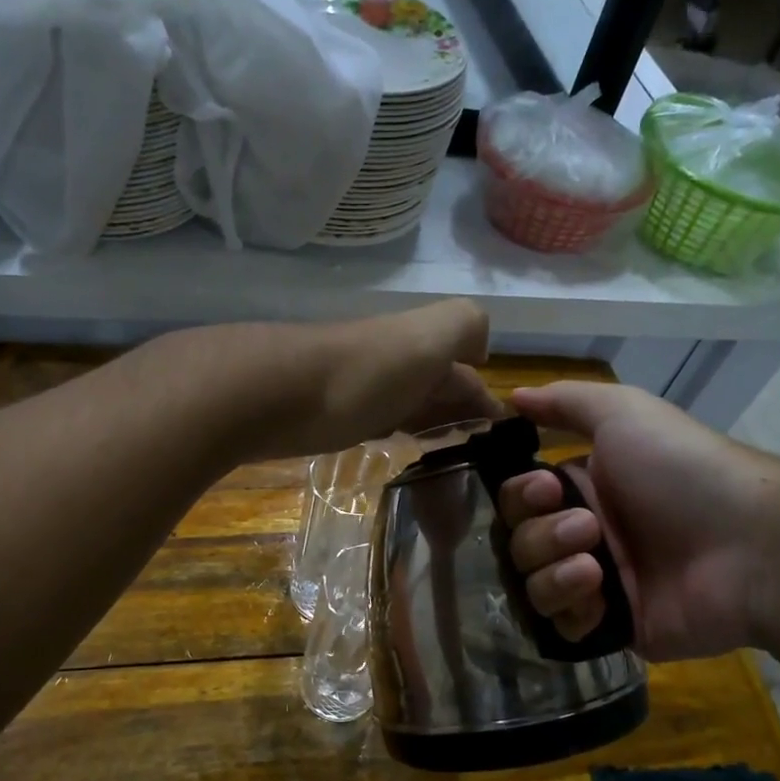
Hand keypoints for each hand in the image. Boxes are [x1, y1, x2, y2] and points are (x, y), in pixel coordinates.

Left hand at [229, 299, 502, 458]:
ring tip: (449, 453)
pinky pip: (376, 421)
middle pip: (435, 386)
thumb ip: (465, 327)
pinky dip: (395, 430)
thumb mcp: (431, 335)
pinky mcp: (333, 416)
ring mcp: (362, 389)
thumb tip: (480, 351)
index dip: (485, 399)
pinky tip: (396, 445)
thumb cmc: (365, 372)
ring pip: (407, 403)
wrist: (278, 393)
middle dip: (460, 411)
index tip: (501, 437)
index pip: (466, 371)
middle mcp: (395, 362)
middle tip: (478, 451)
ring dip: (430, 422)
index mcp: (422, 343)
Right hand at [498, 381, 779, 660]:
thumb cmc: (681, 470)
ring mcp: (596, 585)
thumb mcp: (624, 413)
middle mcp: (584, 535)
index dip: (521, 496)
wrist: (750, 544)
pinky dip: (571, 609)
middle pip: (518, 542)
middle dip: (542, 535)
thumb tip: (512, 395)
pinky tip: (600, 597)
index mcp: (584, 489)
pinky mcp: (611, 629)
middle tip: (589, 528)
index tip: (546, 489)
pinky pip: (560, 626)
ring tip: (597, 568)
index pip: (519, 499)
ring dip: (553, 572)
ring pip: (532, 585)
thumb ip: (564, 402)